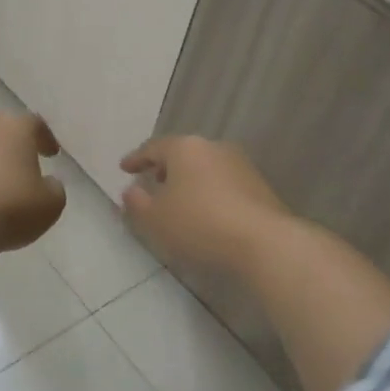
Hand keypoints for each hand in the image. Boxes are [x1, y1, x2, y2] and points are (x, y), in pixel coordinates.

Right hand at [119, 136, 291, 271]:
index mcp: (185, 148)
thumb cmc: (199, 224)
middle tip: (152, 182)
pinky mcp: (259, 186)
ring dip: (189, 182)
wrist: (265, 243)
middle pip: (182, 154)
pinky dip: (209, 194)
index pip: (153, 148)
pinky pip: (223, 185)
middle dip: (165, 168)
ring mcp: (240, 165)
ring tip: (179, 201)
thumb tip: (131, 191)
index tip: (124, 168)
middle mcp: (214, 147)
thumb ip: (136, 203)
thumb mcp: (154, 219)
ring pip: (205, 168)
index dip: (136, 159)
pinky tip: (206, 213)